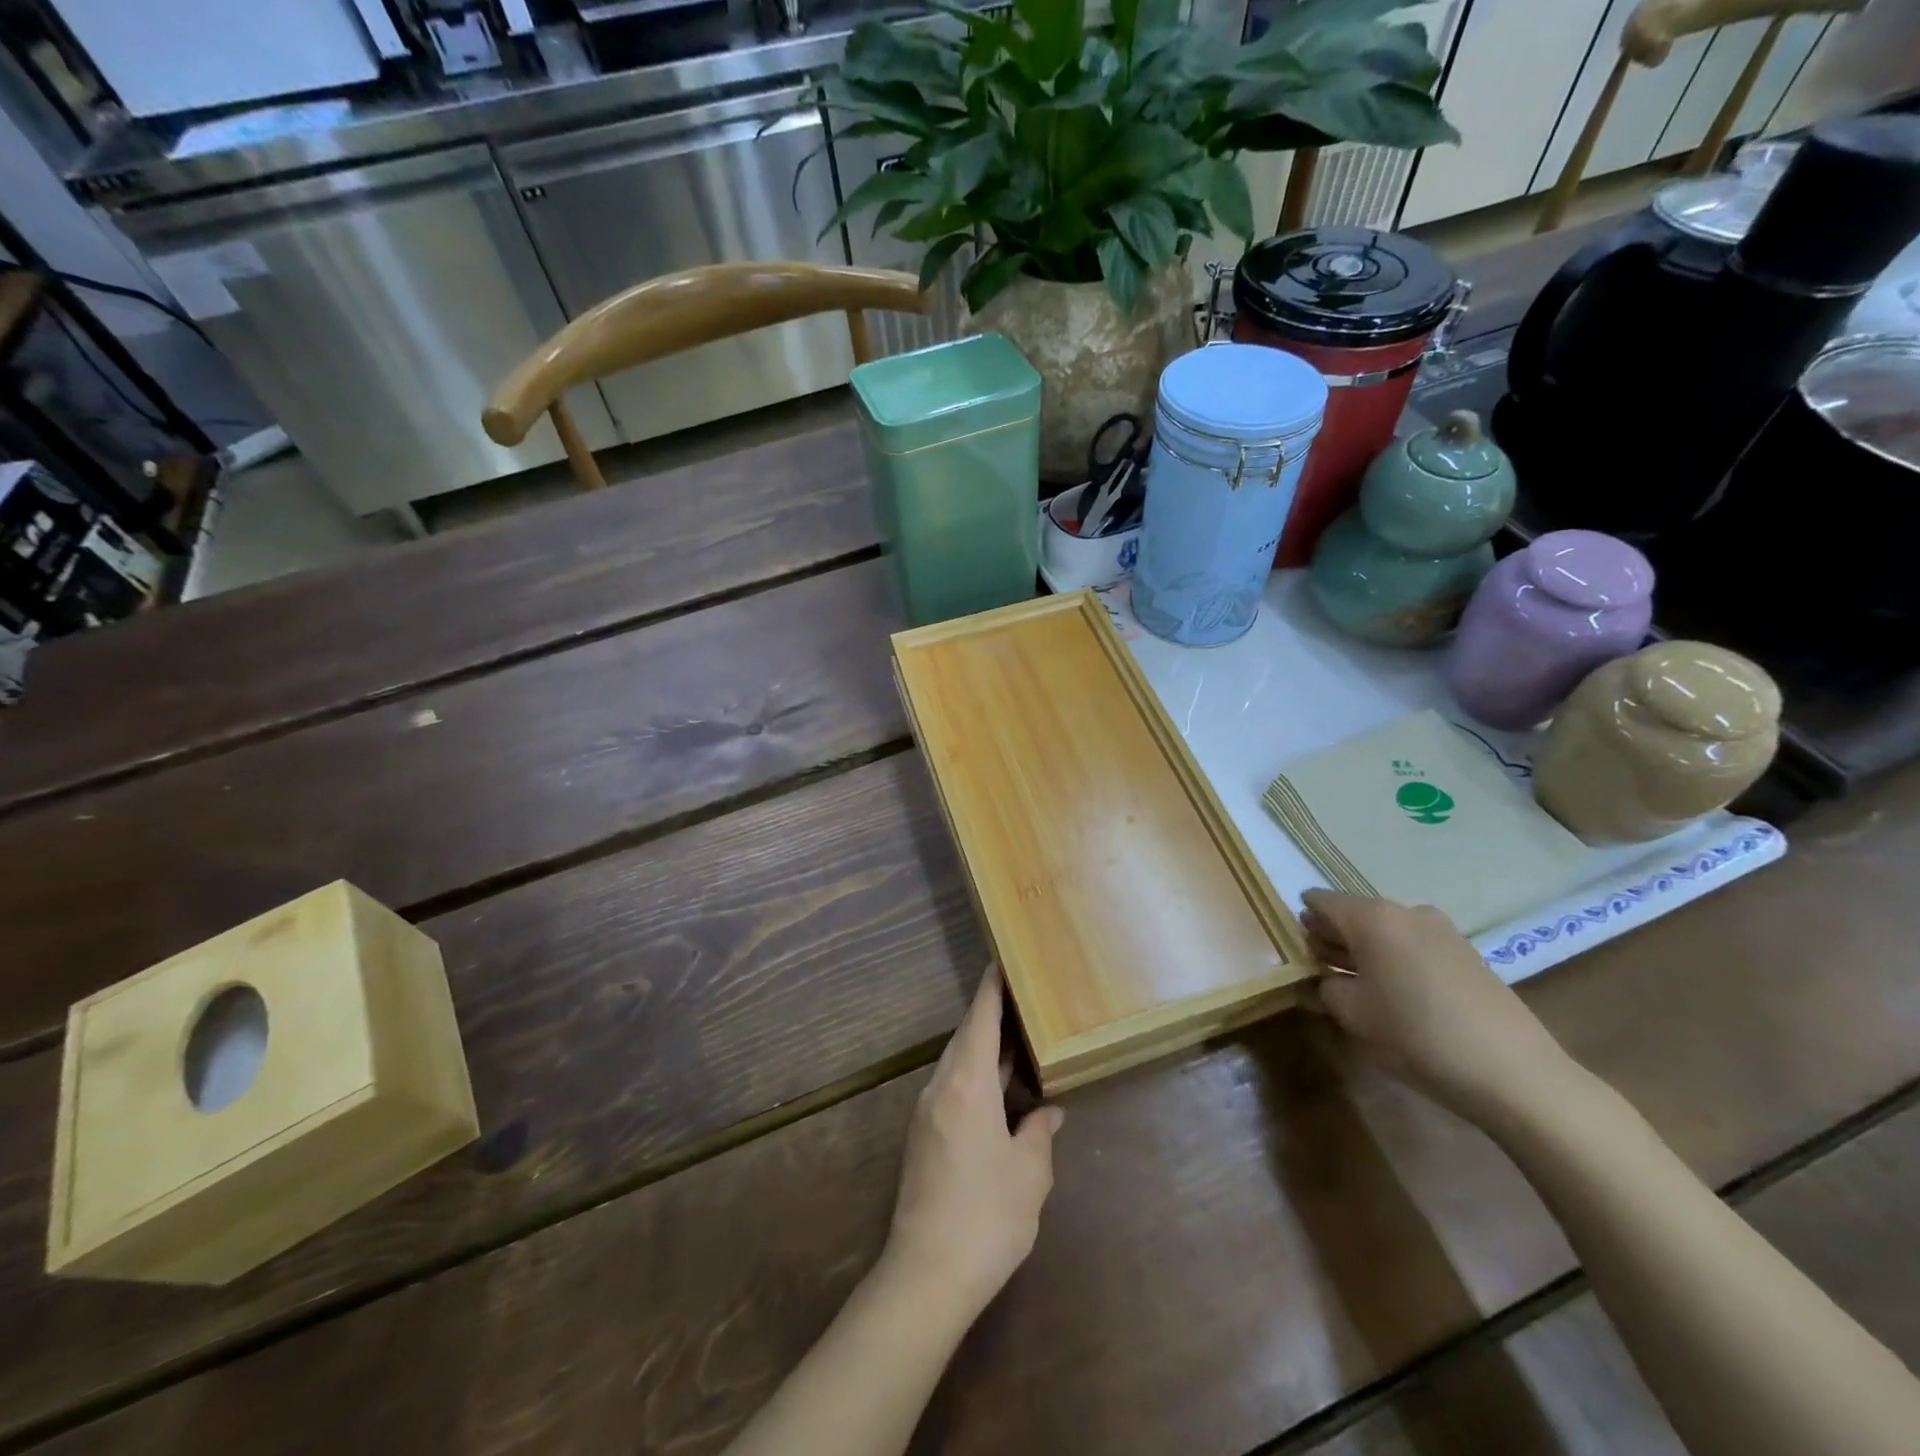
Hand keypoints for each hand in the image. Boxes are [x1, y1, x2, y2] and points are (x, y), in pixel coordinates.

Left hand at [884, 968, 1063, 1321]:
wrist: (926, 1275)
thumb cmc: (987, 1215)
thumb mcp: (1029, 1174)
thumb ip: (1039, 1134)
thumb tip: (1048, 1113)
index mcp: (967, 1084)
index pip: (979, 1020)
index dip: (990, 990)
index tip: (999, 963)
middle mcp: (940, 1088)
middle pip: (965, 1039)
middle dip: (989, 1018)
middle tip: (1019, 1003)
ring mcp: (926, 1114)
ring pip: (956, 1066)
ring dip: (982, 1052)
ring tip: (1014, 1046)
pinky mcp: (922, 1140)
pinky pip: (951, 1090)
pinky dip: (974, 1079)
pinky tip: (997, 1096)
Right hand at [1301, 889, 1577, 1121]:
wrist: (1514, 1072)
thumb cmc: (1416, 1035)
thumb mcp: (1353, 1015)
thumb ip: (1326, 988)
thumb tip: (1325, 979)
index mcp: (1372, 917)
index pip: (1320, 901)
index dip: (1302, 919)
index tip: (1293, 945)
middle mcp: (1405, 911)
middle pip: (1354, 914)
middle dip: (1333, 936)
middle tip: (1318, 966)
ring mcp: (1441, 930)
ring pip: (1386, 930)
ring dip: (1365, 949)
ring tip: (1356, 984)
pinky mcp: (1466, 953)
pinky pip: (1414, 945)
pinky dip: (1395, 959)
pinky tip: (1395, 993)